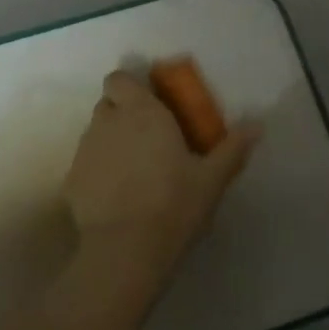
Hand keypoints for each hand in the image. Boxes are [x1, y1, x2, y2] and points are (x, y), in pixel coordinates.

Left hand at [62, 70, 259, 276]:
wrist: (126, 251)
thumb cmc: (174, 204)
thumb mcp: (212, 178)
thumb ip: (233, 148)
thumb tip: (258, 125)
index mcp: (142, 112)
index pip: (120, 78)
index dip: (130, 86)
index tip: (149, 103)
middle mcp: (108, 122)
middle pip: (107, 103)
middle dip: (122, 112)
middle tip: (146, 136)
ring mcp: (85, 151)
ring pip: (95, 133)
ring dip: (110, 141)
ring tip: (133, 170)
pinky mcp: (71, 180)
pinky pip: (85, 164)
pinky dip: (97, 171)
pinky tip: (116, 196)